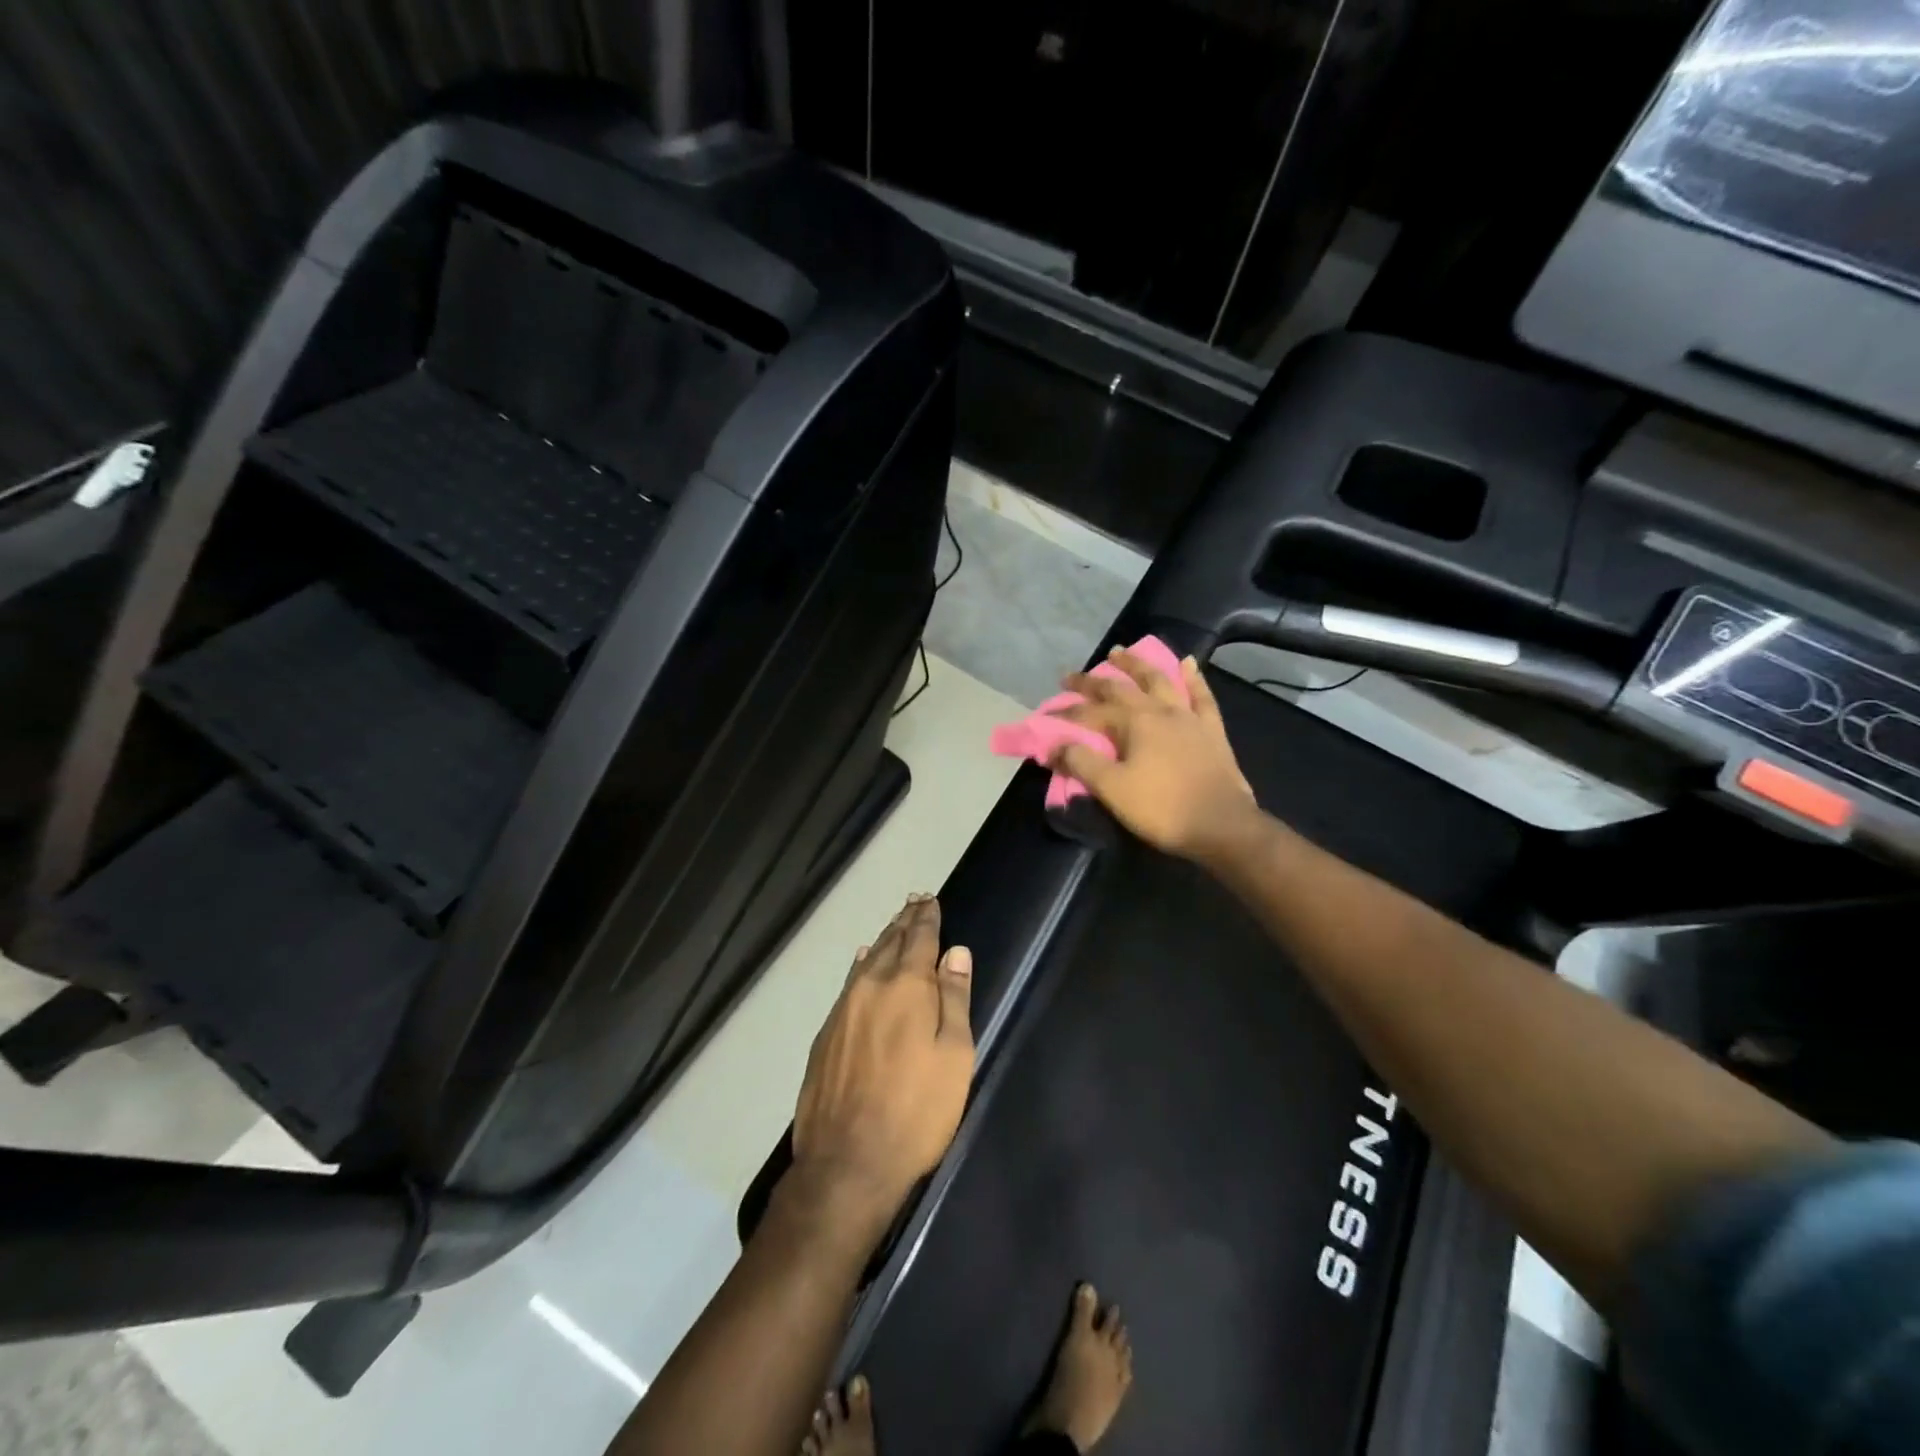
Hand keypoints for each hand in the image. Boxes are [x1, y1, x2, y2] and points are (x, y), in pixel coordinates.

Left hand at [791, 895, 973, 1233]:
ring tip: (894, 925)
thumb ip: (954, 999)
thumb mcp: (953, 1056)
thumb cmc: (916, 1111)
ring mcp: (842, 1010)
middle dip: (905, 921)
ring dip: (883, 940)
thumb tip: (955, 952)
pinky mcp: (825, 1035)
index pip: (919, 938)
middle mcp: (870, 987)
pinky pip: (848, 984)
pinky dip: (861, 966)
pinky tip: (863, 962)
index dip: (927, 917)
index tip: (930, 899)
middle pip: (890, 943)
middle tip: (914, 901)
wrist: (847, 1163)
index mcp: (906, 987)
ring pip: (867, 961)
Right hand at [1050, 648, 1259, 862]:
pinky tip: (1188, 663)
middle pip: (1121, 689)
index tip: (1046, 715)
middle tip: (1071, 677)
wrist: (1221, 826)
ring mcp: (1189, 717)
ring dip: (1137, 665)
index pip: (1091, 712)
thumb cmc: (1162, 808)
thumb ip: (1081, 762)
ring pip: (1160, 681)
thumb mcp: (1112, 789)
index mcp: (1134, 723)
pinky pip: (1202, 696)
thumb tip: (1055, 745)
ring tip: (1121, 652)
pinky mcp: (1212, 731)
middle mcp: (1160, 710)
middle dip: (1092, 682)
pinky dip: (1193, 679)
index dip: (1067, 713)